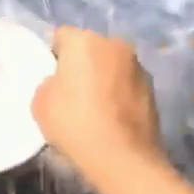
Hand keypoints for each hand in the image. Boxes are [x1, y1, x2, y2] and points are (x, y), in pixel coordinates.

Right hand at [32, 28, 166, 193]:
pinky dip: (118, 93)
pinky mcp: (152, 88)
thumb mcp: (40, 103)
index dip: (53, 55)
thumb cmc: (75, 124)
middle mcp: (114, 44)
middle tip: (70, 92)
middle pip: (90, 48)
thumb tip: (60, 83)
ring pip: (110, 65)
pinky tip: (111, 117)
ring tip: (93, 107)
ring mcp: (137, 65)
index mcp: (84, 41)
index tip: (50, 78)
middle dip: (80, 64)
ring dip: (102, 77)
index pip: (61, 36)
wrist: (122, 158)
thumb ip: (48, 83)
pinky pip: (125, 83)